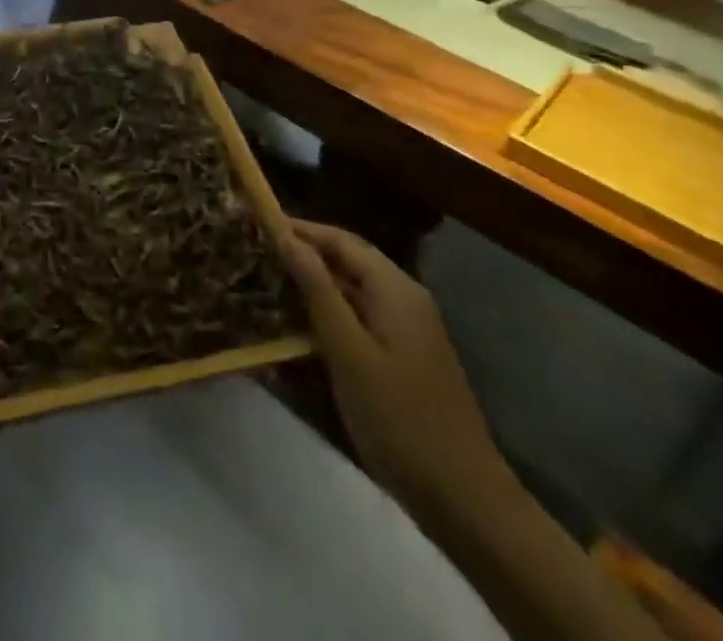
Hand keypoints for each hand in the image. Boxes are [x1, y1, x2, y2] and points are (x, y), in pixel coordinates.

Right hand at [278, 221, 511, 521]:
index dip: (300, 229)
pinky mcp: (406, 356)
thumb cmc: (398, 418)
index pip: (340, 240)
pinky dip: (331, 311)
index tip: (258, 224)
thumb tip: (287, 236)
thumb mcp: (348, 351)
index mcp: (395, 289)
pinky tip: (303, 326)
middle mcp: (406, 297)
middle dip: (306, 252)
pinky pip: (362, 316)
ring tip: (271, 283)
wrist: (464, 499)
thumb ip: (318, 289)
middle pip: (349, 260)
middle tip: (258, 253)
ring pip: (354, 289)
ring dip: (315, 283)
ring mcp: (409, 328)